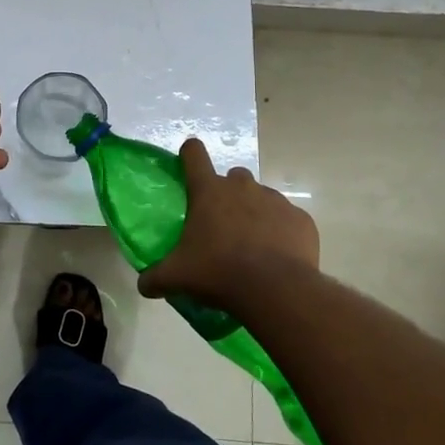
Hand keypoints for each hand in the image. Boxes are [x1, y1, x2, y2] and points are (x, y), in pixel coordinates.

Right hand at [140, 138, 318, 307]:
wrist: (276, 289)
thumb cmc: (218, 272)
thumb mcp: (177, 276)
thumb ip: (155, 277)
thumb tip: (143, 285)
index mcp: (209, 191)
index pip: (194, 154)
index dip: (190, 154)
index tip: (188, 163)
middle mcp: (242, 187)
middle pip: (233, 176)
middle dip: (227, 194)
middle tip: (222, 224)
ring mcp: (275, 200)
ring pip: (262, 197)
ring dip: (255, 213)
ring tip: (252, 246)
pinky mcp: (301, 220)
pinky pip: (288, 220)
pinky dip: (282, 233)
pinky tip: (278, 257)